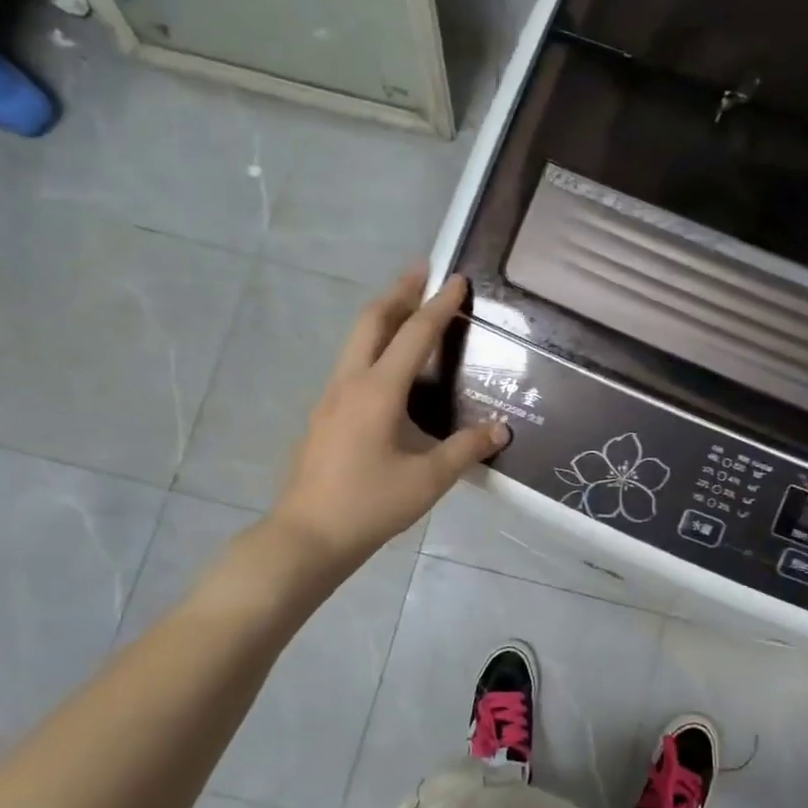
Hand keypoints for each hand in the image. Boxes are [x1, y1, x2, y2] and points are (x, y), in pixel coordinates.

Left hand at [272, 268, 506, 571]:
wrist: (306, 537)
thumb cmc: (369, 505)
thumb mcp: (428, 480)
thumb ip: (465, 449)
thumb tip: (501, 430)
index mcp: (377, 392)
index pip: (414, 336)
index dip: (438, 306)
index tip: (457, 280)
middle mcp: (350, 384)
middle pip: (372, 321)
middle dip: (399, 292)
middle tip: (422, 270)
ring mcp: (330, 398)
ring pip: (356, 341)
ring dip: (383, 316)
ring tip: (408, 307)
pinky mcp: (324, 416)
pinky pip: (352, 364)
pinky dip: (374, 345)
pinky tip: (389, 366)